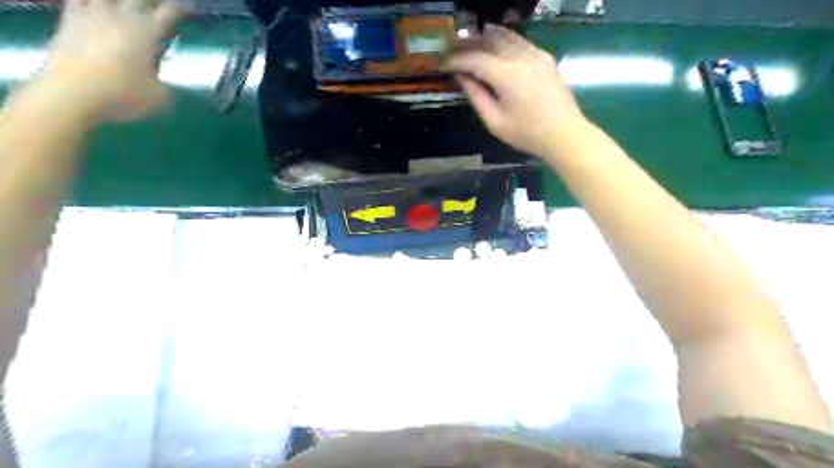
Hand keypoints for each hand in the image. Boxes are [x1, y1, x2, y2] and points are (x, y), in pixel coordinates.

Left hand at [48, 1, 187, 119]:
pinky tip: (95, 5)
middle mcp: (121, 16)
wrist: (72, 93)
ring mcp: (92, 14)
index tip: (190, 9)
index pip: (170, 12)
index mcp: (148, 32)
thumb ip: (164, 82)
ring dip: (123, 1)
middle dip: (154, 2)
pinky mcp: (68, 20)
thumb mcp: (160, 97)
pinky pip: (79, 0)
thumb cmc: (124, 96)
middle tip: (161, 6)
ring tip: (129, 7)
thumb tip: (162, 80)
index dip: (182, 9)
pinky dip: (90, 2)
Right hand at [445, 25, 587, 155]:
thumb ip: (476, 97)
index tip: (441, 64)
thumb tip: (461, 77)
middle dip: (467, 44)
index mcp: (506, 75)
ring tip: (468, 44)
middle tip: (450, 50)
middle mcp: (520, 57)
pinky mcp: (544, 57)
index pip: (474, 59)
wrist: (565, 134)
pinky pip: (519, 41)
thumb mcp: (495, 122)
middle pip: (488, 41)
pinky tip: (494, 47)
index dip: (455, 60)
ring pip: (505, 36)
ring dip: (484, 38)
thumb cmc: (527, 134)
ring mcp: (535, 54)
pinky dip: (503, 40)